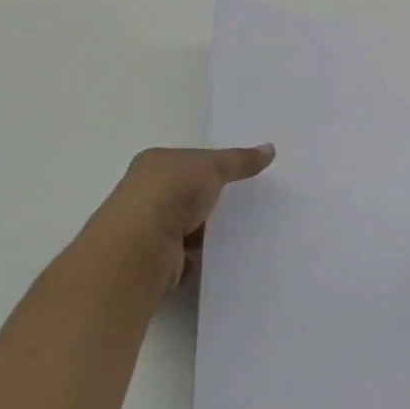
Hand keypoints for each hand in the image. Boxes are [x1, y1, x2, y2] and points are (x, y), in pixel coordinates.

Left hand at [86, 145, 275, 296]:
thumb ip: (240, 160)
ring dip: (207, 230)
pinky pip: (186, 255)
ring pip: (187, 225)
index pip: (189, 160)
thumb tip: (270, 149)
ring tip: (242, 230)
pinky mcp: (155, 260)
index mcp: (154, 163)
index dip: (213, 166)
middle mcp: (145, 193)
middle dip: (212, 199)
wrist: (139, 248)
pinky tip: (222, 255)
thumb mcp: (212, 167)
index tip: (240, 175)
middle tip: (247, 202)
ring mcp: (148, 228)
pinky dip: (201, 257)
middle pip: (187, 192)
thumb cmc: (171, 194)